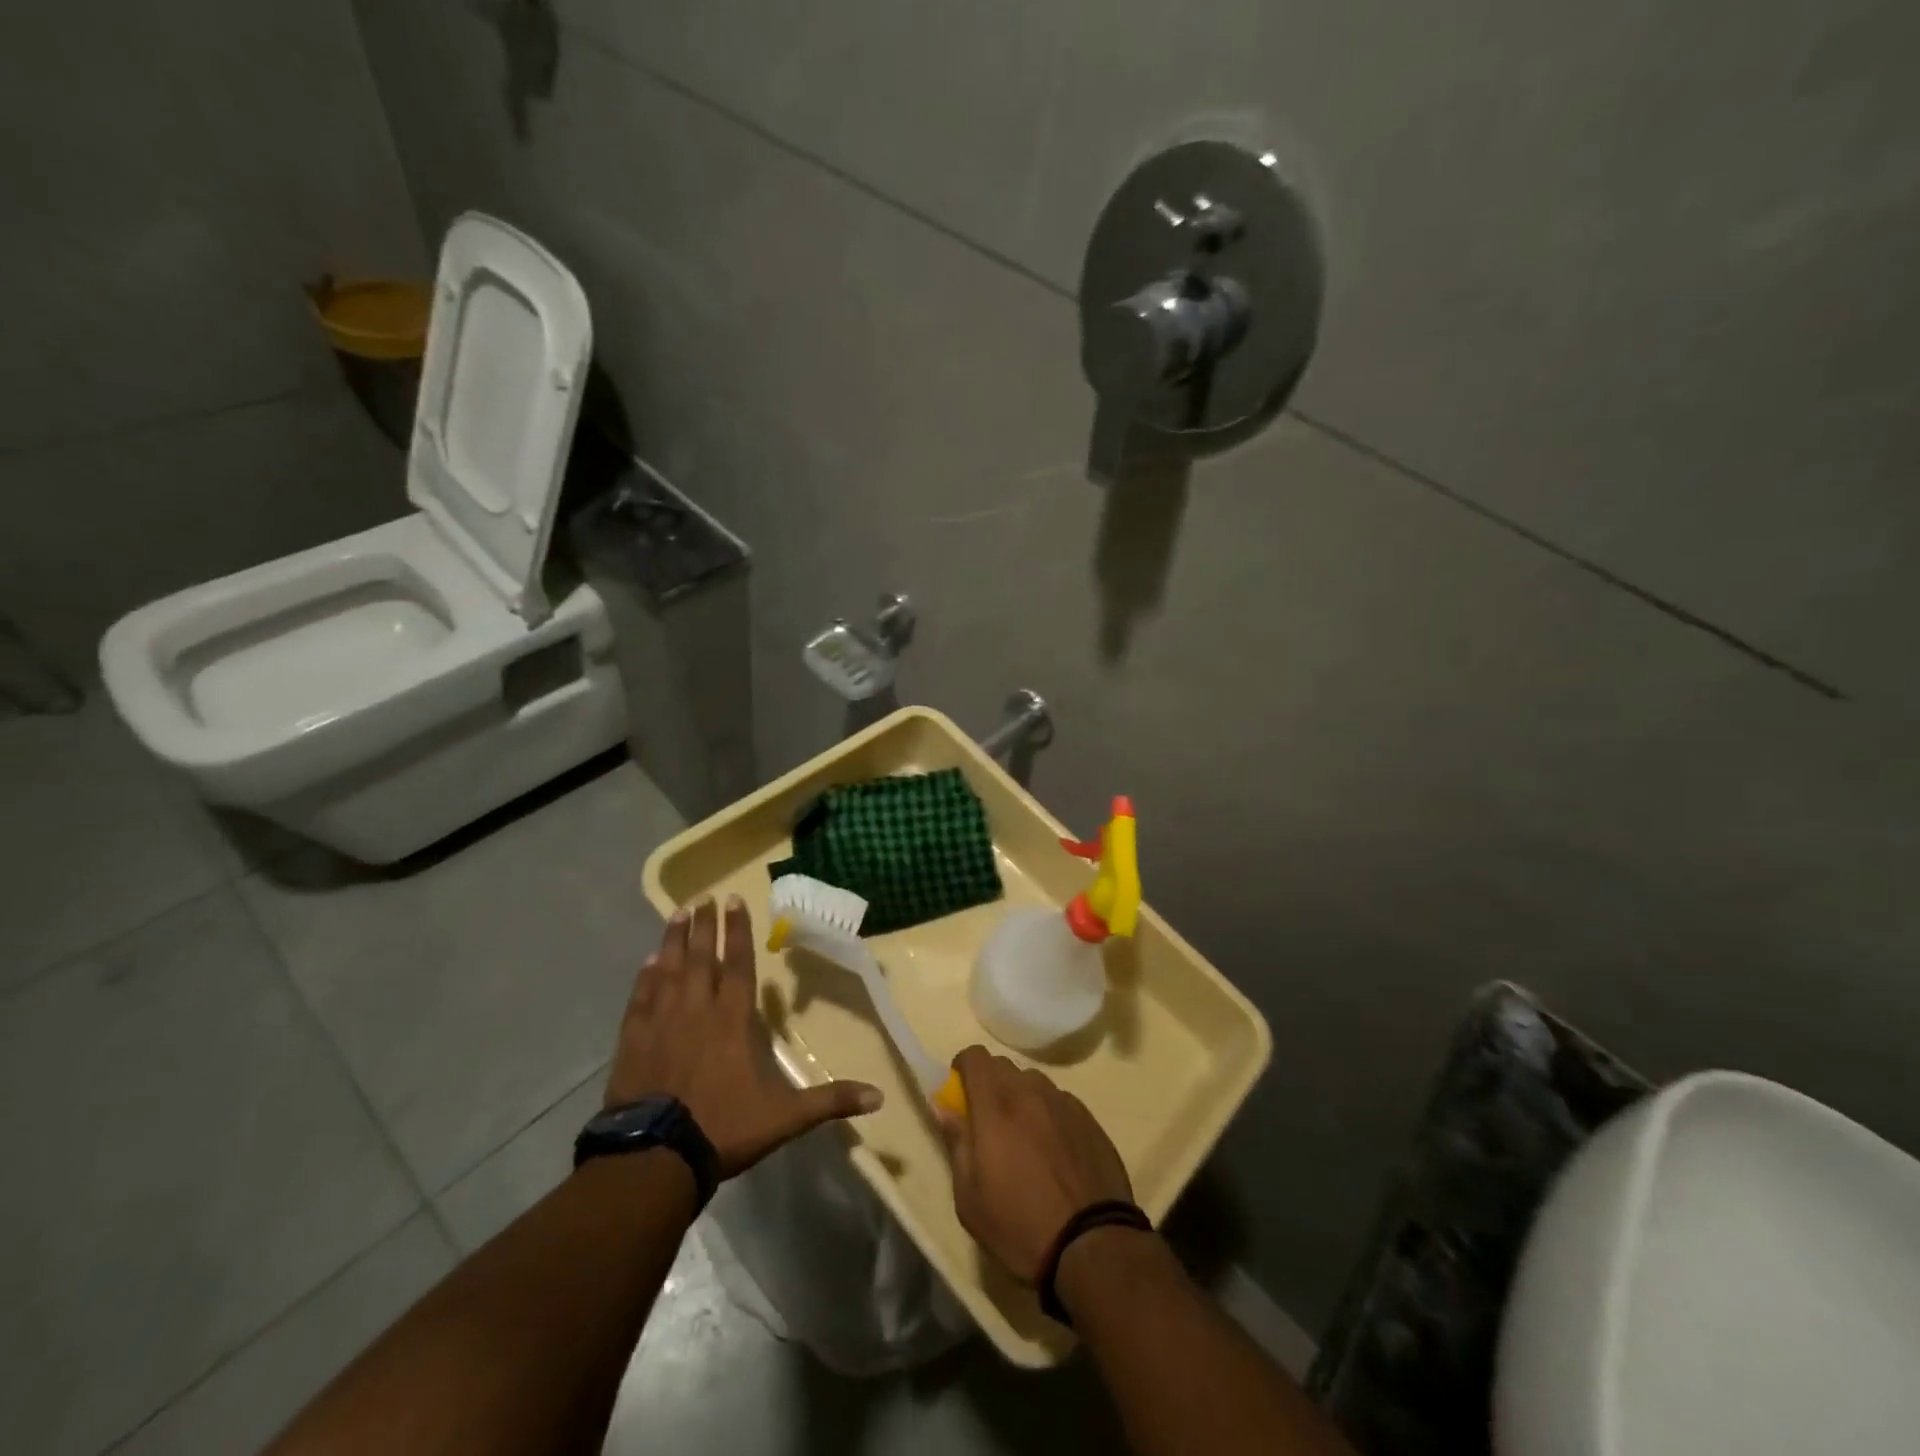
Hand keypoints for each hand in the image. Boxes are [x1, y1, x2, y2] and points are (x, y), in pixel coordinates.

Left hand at [605, 896, 882, 1177]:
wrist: (656, 1158)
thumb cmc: (724, 1128)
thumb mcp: (785, 1117)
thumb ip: (830, 1101)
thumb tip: (879, 1098)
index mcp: (732, 1020)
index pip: (738, 964)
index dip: (738, 931)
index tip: (734, 900)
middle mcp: (697, 1010)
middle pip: (702, 957)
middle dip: (704, 925)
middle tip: (703, 896)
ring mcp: (661, 1023)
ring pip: (669, 969)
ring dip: (674, 940)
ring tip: (678, 912)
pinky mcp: (633, 1041)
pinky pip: (640, 998)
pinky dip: (644, 978)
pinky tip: (647, 962)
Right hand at [935, 1046, 1133, 1283]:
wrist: (1092, 1245)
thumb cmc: (1019, 1226)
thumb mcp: (969, 1197)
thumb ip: (956, 1143)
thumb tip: (943, 1106)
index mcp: (996, 1106)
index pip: (975, 1056)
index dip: (963, 1068)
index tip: (960, 1093)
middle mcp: (1030, 1093)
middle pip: (1004, 1066)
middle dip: (990, 1084)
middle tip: (989, 1123)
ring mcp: (1063, 1102)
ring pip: (1033, 1083)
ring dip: (1021, 1098)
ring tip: (1024, 1138)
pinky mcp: (1089, 1118)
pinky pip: (1059, 1102)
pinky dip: (1048, 1114)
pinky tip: (1055, 1151)